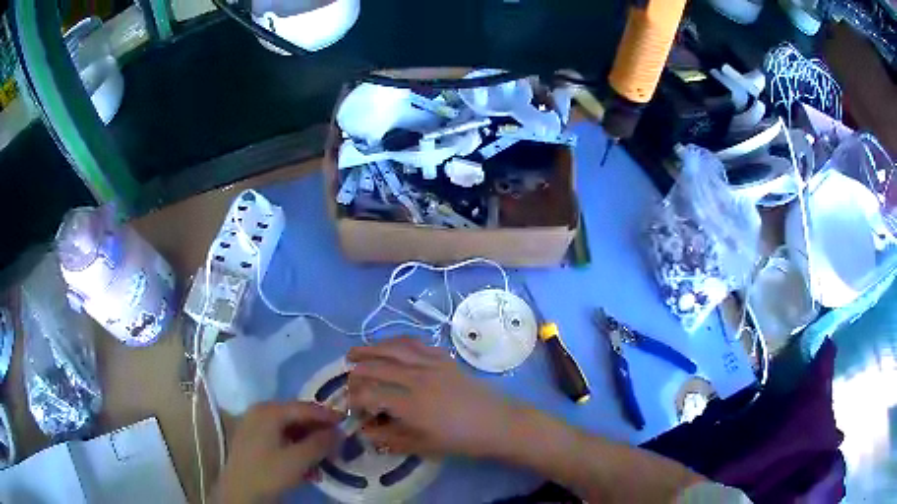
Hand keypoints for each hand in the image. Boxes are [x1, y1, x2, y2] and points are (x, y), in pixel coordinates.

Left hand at [214, 402, 339, 503]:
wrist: (239, 492)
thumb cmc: (267, 473)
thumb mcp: (298, 461)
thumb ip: (320, 443)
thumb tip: (339, 432)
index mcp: (269, 410)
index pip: (305, 407)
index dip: (328, 415)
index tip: (347, 423)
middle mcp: (260, 410)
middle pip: (296, 415)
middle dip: (317, 429)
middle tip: (337, 441)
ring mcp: (253, 423)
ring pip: (288, 427)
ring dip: (307, 439)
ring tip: (323, 454)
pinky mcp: (252, 437)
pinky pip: (279, 435)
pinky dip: (294, 445)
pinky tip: (304, 460)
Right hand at [347, 338, 517, 457]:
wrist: (498, 423)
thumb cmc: (460, 440)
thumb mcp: (422, 446)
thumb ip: (389, 438)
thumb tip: (364, 430)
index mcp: (411, 404)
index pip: (369, 394)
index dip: (354, 400)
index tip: (351, 408)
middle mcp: (417, 378)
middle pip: (375, 366)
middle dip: (355, 373)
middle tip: (347, 381)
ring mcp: (431, 363)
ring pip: (392, 348)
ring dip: (369, 349)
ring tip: (353, 354)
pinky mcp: (443, 357)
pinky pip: (414, 343)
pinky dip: (394, 342)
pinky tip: (387, 347)